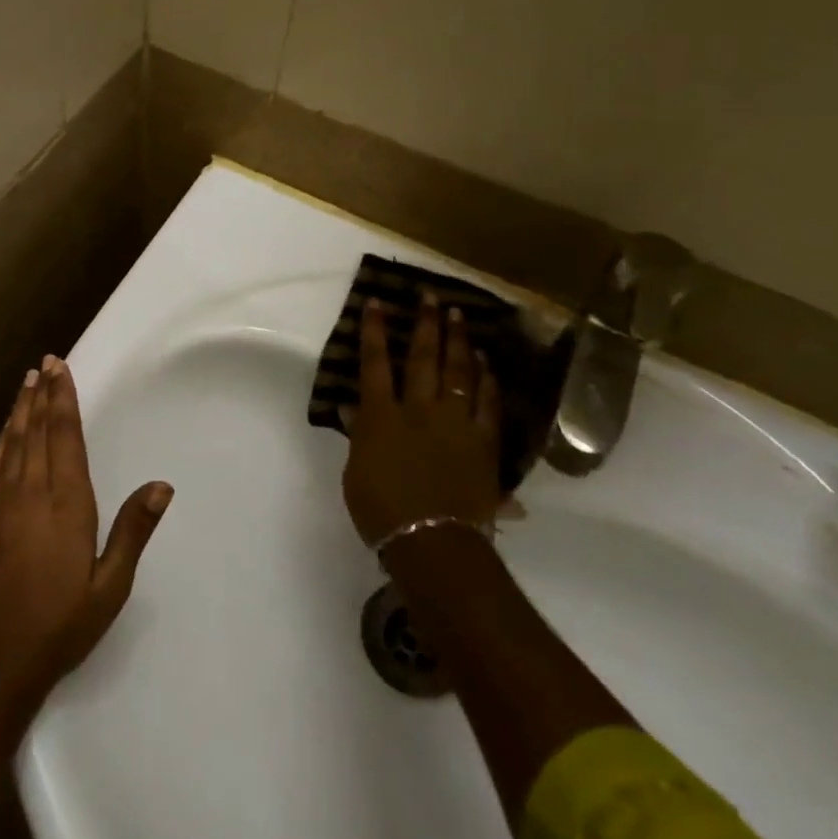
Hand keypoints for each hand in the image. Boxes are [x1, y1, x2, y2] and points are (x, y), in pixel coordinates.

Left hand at [0, 355, 172, 706]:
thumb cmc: (62, 624)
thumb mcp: (110, 585)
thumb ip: (133, 531)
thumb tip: (162, 486)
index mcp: (66, 504)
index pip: (64, 437)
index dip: (62, 400)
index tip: (59, 368)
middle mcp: (31, 494)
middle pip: (36, 432)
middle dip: (41, 395)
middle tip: (43, 363)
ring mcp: (0, 506)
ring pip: (11, 445)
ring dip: (19, 412)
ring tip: (25, 384)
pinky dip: (0, 443)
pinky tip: (4, 434)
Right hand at [343, 291, 501, 549]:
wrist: (433, 543)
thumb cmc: (382, 510)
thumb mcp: (357, 471)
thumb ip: (358, 434)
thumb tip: (350, 406)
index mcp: (382, 417)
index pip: (375, 364)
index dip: (375, 332)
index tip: (377, 302)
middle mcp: (419, 410)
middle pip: (423, 359)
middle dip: (425, 324)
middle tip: (429, 295)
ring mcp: (455, 423)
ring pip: (458, 372)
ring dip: (458, 341)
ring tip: (459, 314)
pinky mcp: (483, 441)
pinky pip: (487, 402)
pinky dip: (486, 379)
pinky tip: (486, 362)